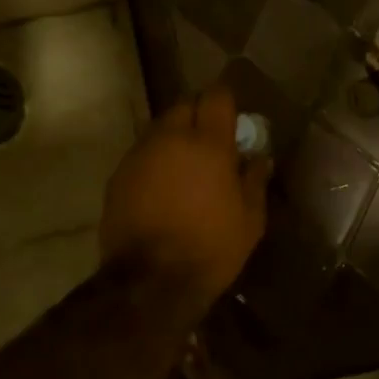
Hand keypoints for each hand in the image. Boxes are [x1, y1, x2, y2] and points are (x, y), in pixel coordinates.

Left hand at [101, 85, 271, 308]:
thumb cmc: (211, 248)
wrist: (150, 282)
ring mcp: (140, 155)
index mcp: (208, 143)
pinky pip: (142, 153)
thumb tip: (259, 158)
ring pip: (159, 128)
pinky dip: (155, 159)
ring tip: (186, 163)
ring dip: (174, 136)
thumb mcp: (250, 219)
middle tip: (211, 139)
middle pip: (184, 105)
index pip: (216, 96)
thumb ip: (255, 180)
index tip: (234, 115)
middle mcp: (170, 138)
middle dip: (198, 114)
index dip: (226, 100)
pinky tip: (163, 185)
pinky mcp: (119, 175)